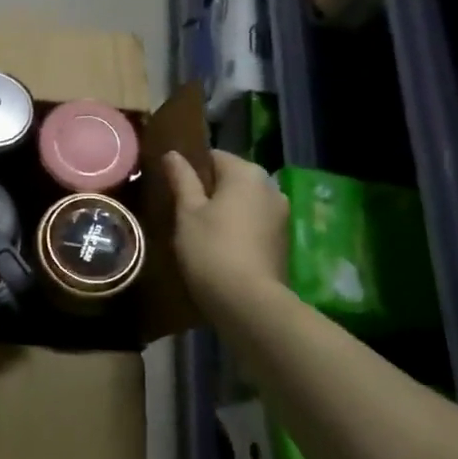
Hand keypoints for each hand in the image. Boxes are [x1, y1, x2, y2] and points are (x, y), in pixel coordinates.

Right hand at [163, 150, 288, 311]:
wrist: (249, 304)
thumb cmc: (211, 249)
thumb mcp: (187, 212)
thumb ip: (182, 179)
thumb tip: (173, 154)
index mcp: (247, 173)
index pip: (213, 156)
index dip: (191, 170)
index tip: (174, 190)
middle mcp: (270, 187)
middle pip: (232, 179)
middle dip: (209, 191)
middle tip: (183, 213)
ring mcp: (281, 215)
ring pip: (244, 202)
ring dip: (225, 211)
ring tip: (200, 232)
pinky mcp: (284, 241)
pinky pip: (255, 223)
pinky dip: (239, 229)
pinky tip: (221, 248)